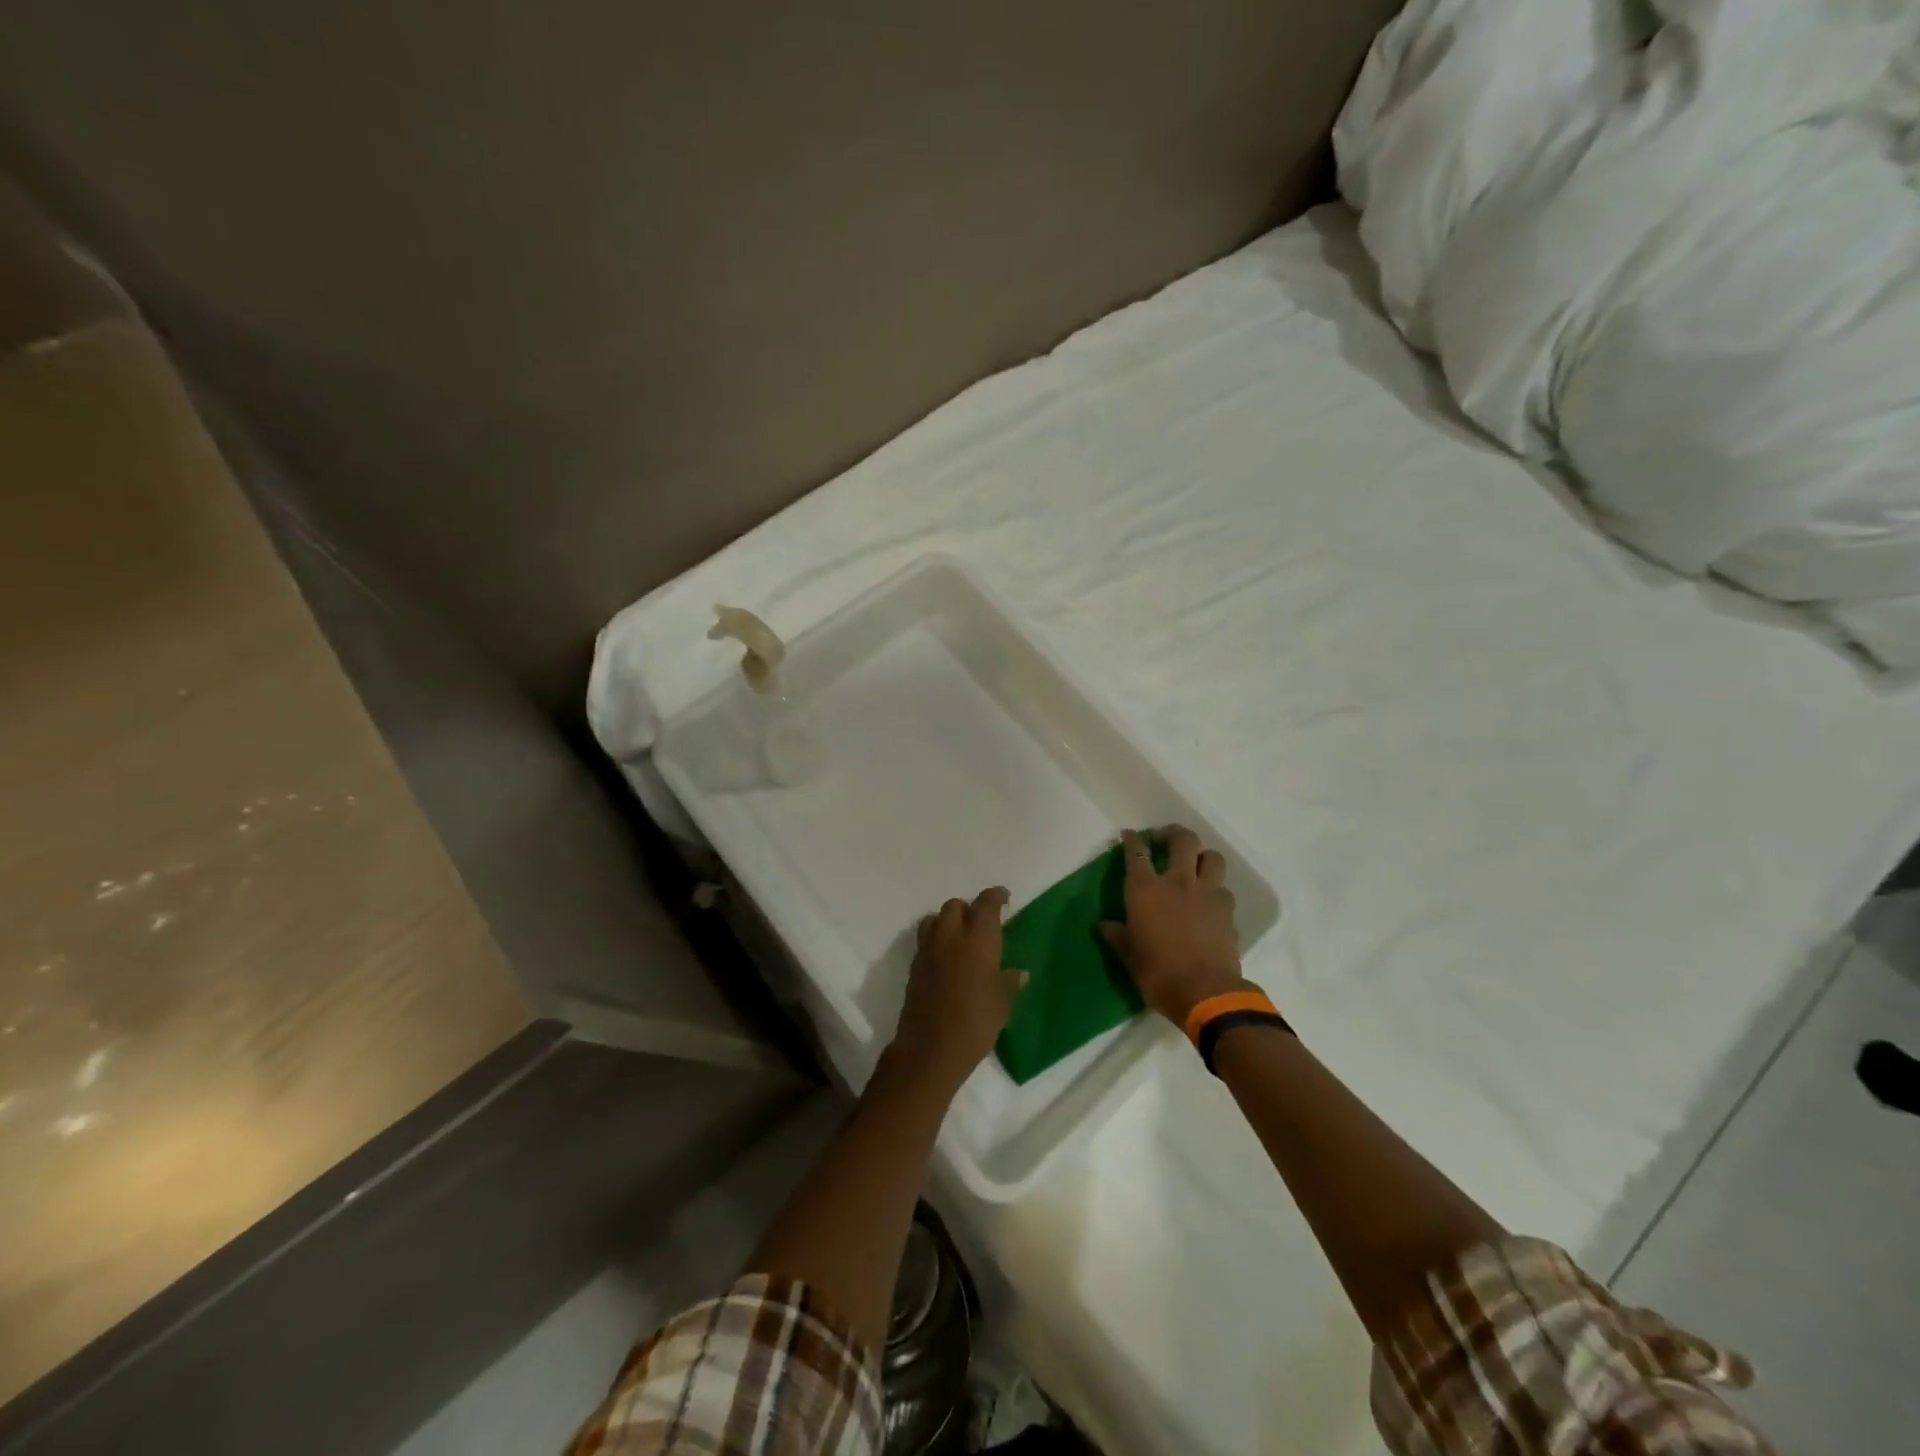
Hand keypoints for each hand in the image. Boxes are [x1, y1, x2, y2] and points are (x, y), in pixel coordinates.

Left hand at [890, 887, 1027, 1089]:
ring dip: (947, 921)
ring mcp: (928, 950)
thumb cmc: (976, 1023)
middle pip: (954, 906)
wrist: (930, 1048)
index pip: (986, 904)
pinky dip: (936, 940)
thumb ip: (1009, 982)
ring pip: (935, 919)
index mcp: (978, 940)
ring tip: (960, 937)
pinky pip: (925, 941)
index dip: (995, 896)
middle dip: (968, 909)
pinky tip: (947, 959)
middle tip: (981, 923)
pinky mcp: (914, 966)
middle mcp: (950, 936)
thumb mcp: (1002, 1004)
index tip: (1004, 897)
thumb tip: (1020, 972)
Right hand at [1100, 826, 1248, 1025]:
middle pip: (1183, 840)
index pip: (1137, 853)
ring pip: (1212, 857)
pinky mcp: (1228, 910)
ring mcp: (1208, 893)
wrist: (1206, 993)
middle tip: (1165, 841)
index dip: (1133, 840)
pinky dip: (1215, 890)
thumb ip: (1117, 935)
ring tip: (1194, 866)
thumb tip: (1103, 925)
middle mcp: (1178, 882)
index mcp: (1146, 890)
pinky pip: (1223, 889)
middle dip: (1173, 834)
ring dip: (1202, 856)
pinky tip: (1209, 902)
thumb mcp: (1129, 956)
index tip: (1130, 835)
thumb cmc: (1158, 973)